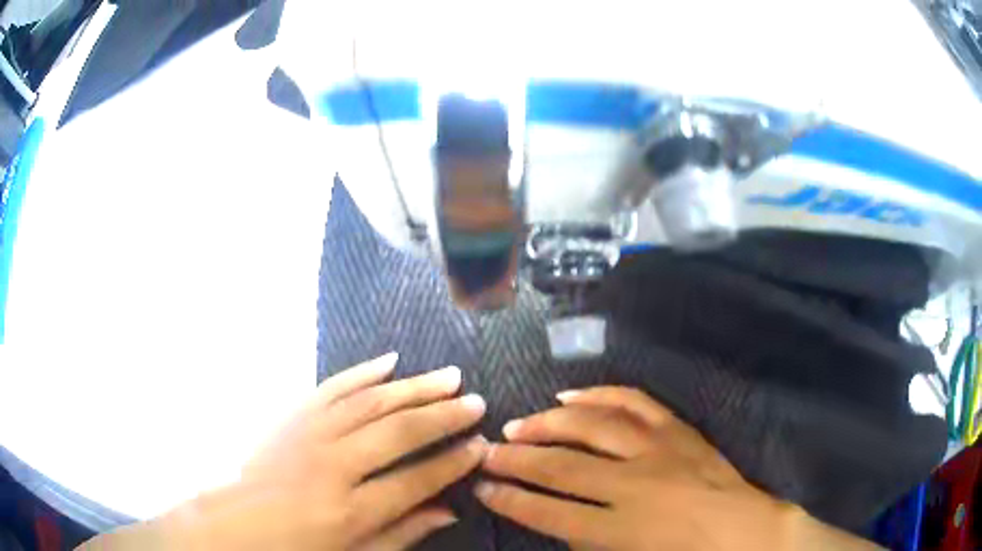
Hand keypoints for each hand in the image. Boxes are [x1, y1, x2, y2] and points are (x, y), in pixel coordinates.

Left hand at [85, 353, 487, 550]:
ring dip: (413, 387)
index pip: (416, 479)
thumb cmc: (297, 548)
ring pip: (370, 402)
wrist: (234, 524)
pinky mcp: (292, 417)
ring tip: (448, 376)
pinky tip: (389, 360)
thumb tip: (448, 511)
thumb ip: (402, 533)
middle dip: (443, 416)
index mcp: (350, 510)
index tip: (479, 446)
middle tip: (475, 402)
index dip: (453, 462)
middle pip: (398, 432)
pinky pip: (332, 387)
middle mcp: (332, 466)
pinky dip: (362, 372)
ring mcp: (308, 435)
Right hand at [476, 387, 879, 550]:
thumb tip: (555, 518)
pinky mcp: (675, 429)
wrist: (739, 527)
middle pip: (562, 466)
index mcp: (620, 527)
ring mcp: (657, 450)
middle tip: (488, 452)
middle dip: (517, 459)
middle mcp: (633, 485)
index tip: (483, 488)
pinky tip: (571, 395)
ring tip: (520, 423)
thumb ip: (585, 540)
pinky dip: (599, 396)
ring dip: (549, 424)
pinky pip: (632, 402)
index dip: (510, 500)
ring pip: (591, 427)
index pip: (548, 512)